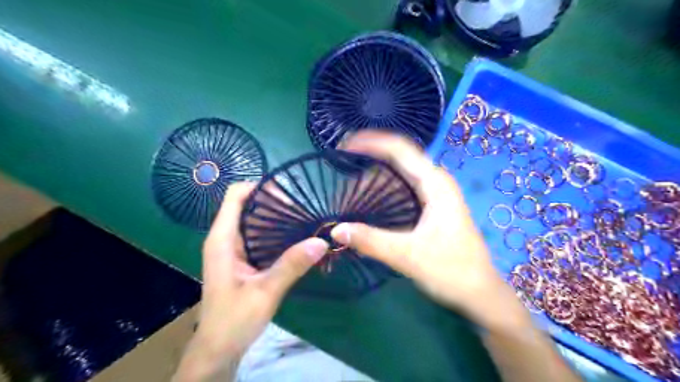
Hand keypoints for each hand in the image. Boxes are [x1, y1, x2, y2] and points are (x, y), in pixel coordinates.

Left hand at [175, 184, 329, 380]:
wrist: (219, 347)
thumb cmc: (234, 319)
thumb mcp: (266, 292)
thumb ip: (292, 265)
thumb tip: (322, 242)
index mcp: (222, 240)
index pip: (235, 195)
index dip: (258, 186)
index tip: (288, 189)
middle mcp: (225, 238)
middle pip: (246, 204)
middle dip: (273, 200)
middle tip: (303, 201)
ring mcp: (233, 248)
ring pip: (253, 219)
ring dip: (276, 215)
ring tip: (304, 213)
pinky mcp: (242, 258)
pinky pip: (258, 235)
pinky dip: (275, 230)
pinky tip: (295, 234)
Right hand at [329, 131, 509, 324]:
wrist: (481, 293)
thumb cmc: (452, 271)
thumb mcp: (408, 256)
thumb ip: (371, 241)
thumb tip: (335, 230)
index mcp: (434, 183)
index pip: (399, 149)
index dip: (370, 142)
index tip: (343, 147)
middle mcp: (435, 182)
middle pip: (397, 159)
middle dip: (368, 161)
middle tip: (342, 173)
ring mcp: (435, 194)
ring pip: (399, 175)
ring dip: (374, 179)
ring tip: (350, 192)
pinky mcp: (432, 207)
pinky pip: (403, 189)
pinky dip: (383, 192)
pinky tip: (369, 205)